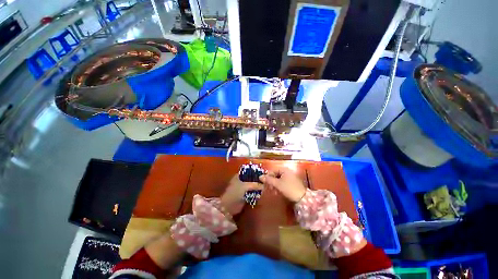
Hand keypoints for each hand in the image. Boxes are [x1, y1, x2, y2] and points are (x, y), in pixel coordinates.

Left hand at [220, 175, 262, 215]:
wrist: (229, 206)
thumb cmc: (235, 193)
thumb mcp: (245, 186)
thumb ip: (255, 184)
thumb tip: (264, 185)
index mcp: (239, 175)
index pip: (249, 171)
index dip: (256, 172)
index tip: (264, 174)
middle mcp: (242, 180)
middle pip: (252, 179)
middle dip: (258, 180)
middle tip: (266, 181)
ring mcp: (243, 188)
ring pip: (253, 186)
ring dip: (258, 187)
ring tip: (267, 187)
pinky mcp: (245, 195)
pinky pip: (253, 192)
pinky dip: (257, 192)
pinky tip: (263, 193)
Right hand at [259, 167, 305, 202]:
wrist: (303, 198)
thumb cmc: (289, 188)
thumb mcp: (277, 184)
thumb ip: (268, 180)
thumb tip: (260, 177)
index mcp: (284, 169)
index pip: (273, 170)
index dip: (267, 176)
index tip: (264, 182)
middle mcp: (288, 171)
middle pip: (276, 175)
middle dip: (271, 181)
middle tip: (268, 187)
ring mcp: (291, 177)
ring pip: (279, 179)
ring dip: (275, 184)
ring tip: (273, 191)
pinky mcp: (293, 183)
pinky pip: (283, 182)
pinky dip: (280, 186)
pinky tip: (278, 192)